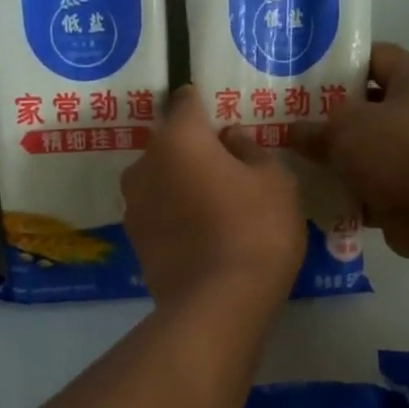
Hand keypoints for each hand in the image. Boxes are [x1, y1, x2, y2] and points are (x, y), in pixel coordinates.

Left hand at [123, 86, 304, 312]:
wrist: (217, 304)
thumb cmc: (255, 229)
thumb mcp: (275, 181)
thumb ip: (251, 149)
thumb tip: (231, 137)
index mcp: (178, 139)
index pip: (185, 102)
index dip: (204, 106)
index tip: (222, 118)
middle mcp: (145, 165)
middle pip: (170, 144)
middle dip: (194, 150)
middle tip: (228, 169)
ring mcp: (133, 206)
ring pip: (160, 180)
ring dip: (181, 185)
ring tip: (215, 207)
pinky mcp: (134, 242)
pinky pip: (158, 213)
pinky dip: (175, 215)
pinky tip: (201, 234)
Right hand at [289, 43, 408, 263]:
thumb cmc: (397, 149)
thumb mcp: (344, 128)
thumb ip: (314, 128)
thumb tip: (291, 132)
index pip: (375, 57)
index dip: (339, 64)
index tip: (303, 76)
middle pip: (368, 108)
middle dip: (330, 118)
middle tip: (290, 122)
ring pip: (367, 152)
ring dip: (336, 160)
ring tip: (295, 161)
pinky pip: (370, 188)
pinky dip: (346, 193)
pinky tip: (313, 196)